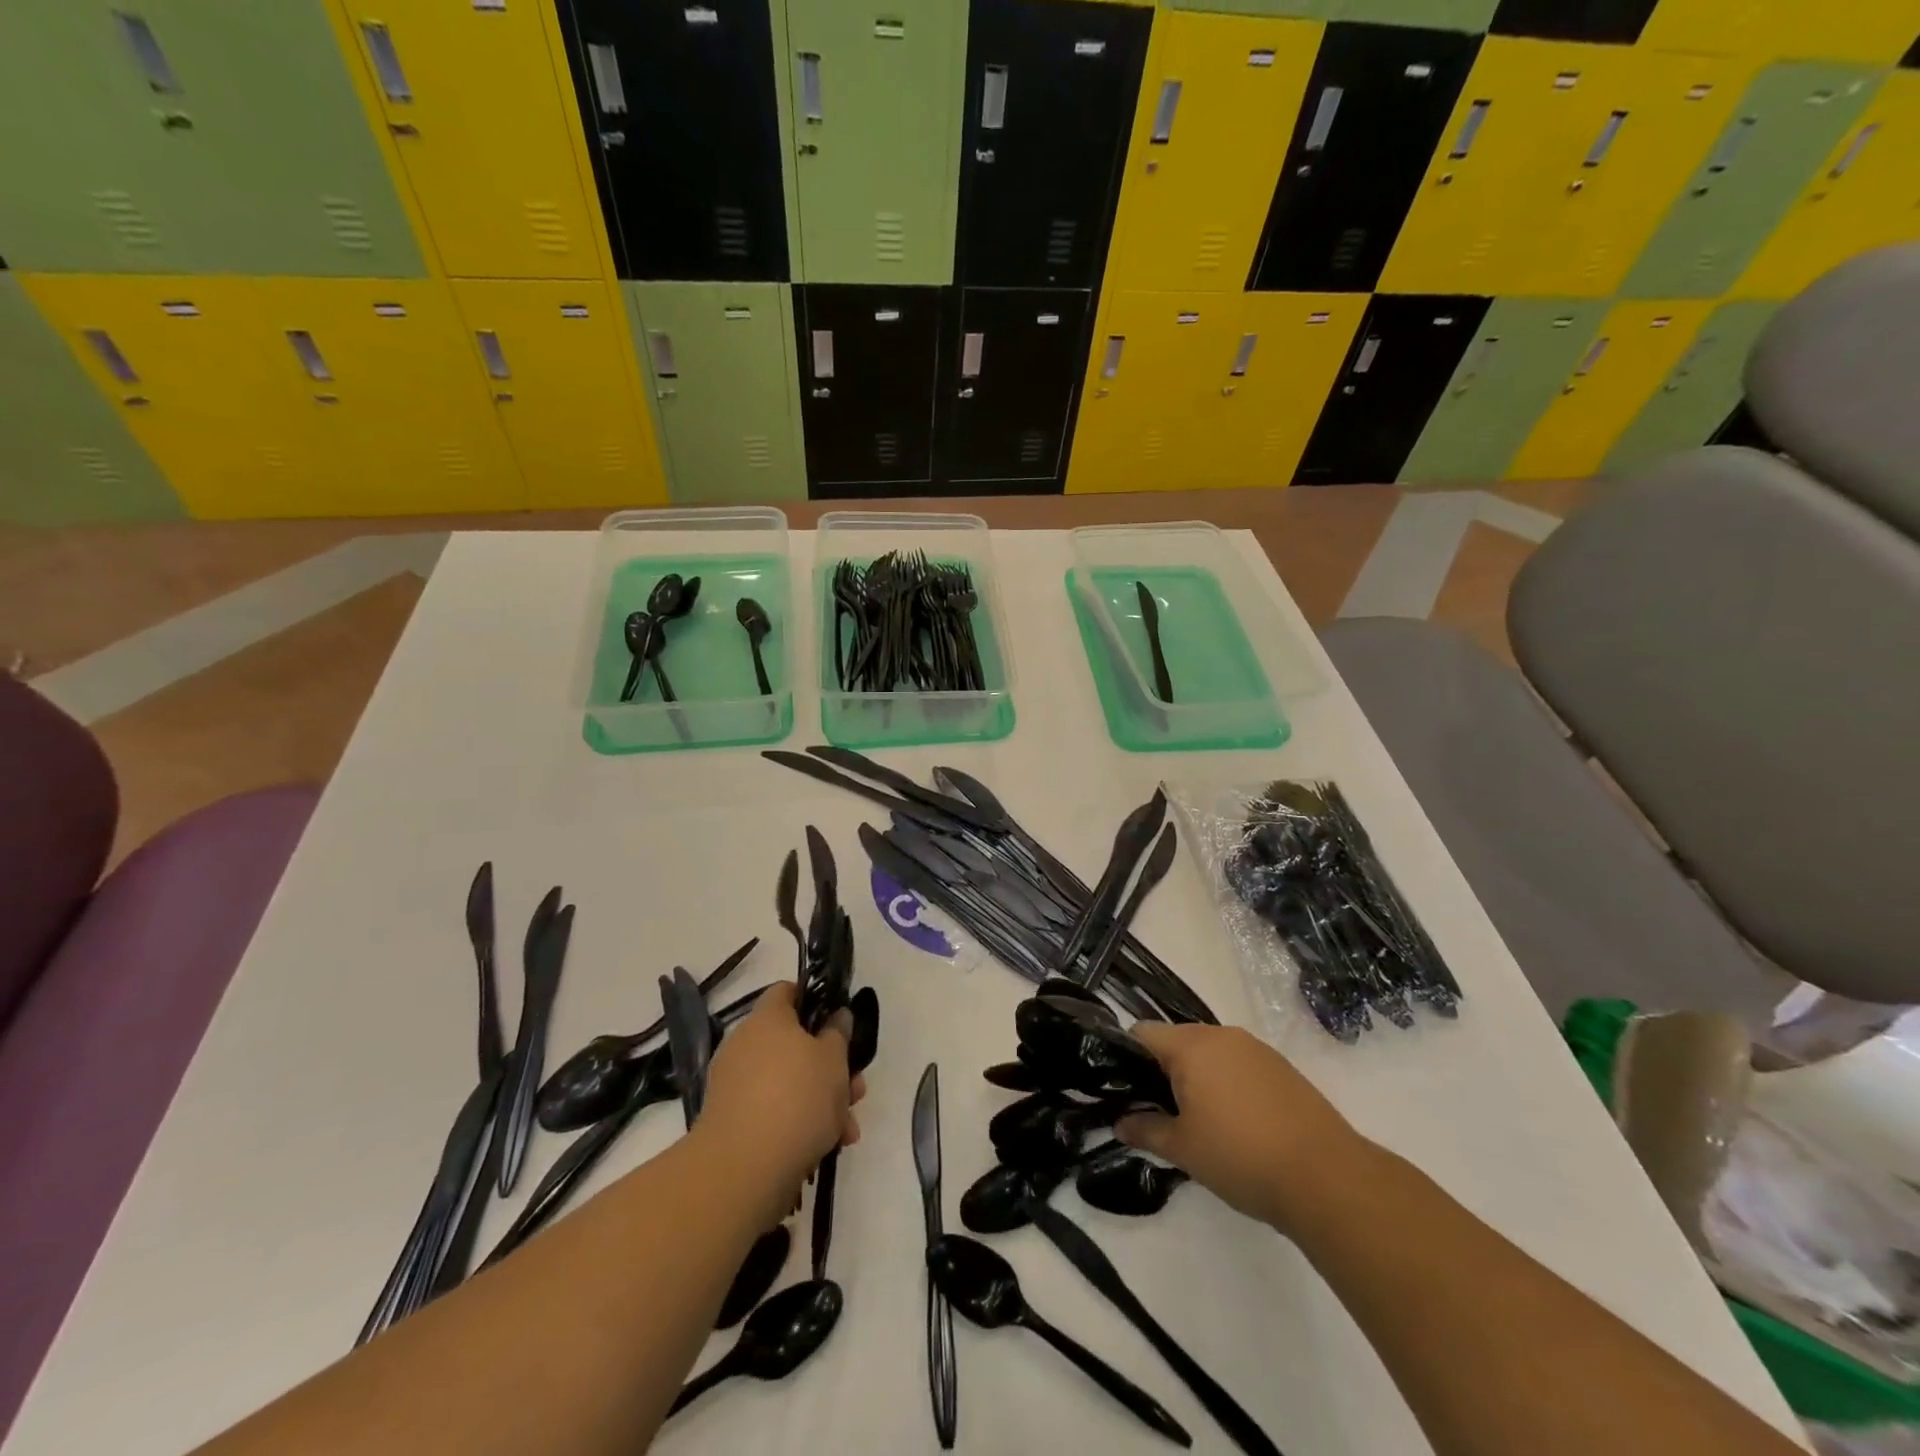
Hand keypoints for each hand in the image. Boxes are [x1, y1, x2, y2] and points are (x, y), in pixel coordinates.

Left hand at [698, 982, 865, 1222]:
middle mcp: (745, 1045)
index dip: (815, 1001)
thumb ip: (839, 1033)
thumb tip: (836, 1017)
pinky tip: (827, 1147)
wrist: (743, 1170)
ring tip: (848, 1129)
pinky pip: (774, 1111)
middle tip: (856, 1088)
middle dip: (830, 1066)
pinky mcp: (733, 1123)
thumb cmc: (796, 1097)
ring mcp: (735, 1085)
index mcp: (768, 1019)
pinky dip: (799, 1124)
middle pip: (794, 1043)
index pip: (788, 992)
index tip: (839, 1023)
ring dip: (822, 1100)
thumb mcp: (834, 1059)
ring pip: (789, 1082)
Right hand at [1116, 1023, 1361, 1236]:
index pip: (1143, 1033)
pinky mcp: (1281, 1067)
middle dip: (1163, 1071)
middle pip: (1177, 1040)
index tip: (1126, 1092)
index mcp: (1191, 1045)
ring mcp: (1255, 1048)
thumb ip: (1146, 1131)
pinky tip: (1237, 1122)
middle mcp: (1221, 1035)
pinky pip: (1238, 1064)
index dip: (1127, 1059)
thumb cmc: (1241, 1156)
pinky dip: (1227, 1083)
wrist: (1327, 1177)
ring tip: (1200, 1121)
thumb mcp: (1183, 1150)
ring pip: (1209, 1052)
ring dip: (1197, 1077)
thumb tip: (1120, 1123)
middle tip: (1161, 1113)